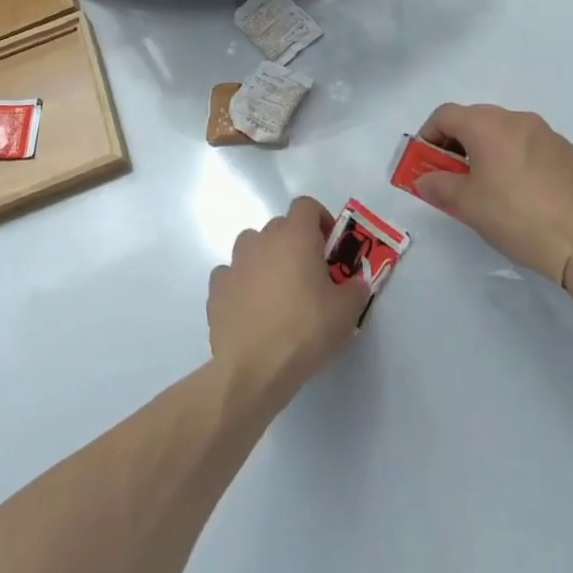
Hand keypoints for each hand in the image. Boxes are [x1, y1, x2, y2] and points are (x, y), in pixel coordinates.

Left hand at [207, 196, 367, 398]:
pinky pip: (231, 275)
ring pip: (252, 248)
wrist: (254, 368)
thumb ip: (356, 289)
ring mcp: (234, 262)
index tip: (329, 247)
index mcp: (295, 236)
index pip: (306, 205)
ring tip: (277, 293)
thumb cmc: (306, 331)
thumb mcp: (347, 312)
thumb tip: (356, 282)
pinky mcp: (216, 288)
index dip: (320, 220)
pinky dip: (241, 284)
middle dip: (295, 244)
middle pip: (280, 227)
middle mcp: (261, 240)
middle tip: (309, 277)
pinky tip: (251, 309)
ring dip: (266, 260)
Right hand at [412, 103, 572, 285]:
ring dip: (491, 150)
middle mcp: (518, 119)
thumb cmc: (515, 216)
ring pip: (508, 132)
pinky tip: (525, 193)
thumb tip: (425, 179)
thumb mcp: (466, 205)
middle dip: (459, 142)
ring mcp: (549, 135)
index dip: (429, 135)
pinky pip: (534, 148)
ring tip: (491, 186)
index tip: (426, 161)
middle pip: (477, 119)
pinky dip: (520, 160)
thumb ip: (438, 186)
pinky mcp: (571, 154)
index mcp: (488, 125)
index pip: (445, 115)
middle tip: (455, 175)